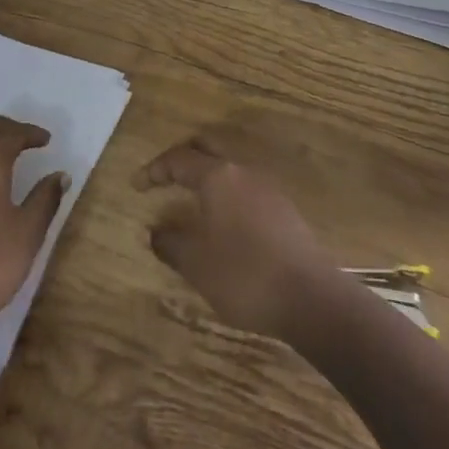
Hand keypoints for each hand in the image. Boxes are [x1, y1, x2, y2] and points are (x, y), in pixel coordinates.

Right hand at [134, 137, 340, 340]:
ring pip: (229, 169)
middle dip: (183, 159)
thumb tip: (156, 232)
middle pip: (208, 149)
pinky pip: (246, 189)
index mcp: (218, 177)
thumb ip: (170, 243)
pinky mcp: (284, 210)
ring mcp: (268, 189)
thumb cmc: (245, 275)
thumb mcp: (196, 264)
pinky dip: (226, 195)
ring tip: (192, 202)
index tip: (137, 185)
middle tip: (165, 178)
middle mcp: (243, 172)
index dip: (154, 170)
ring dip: (207, 178)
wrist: (312, 299)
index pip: (178, 159)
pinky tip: (223, 223)